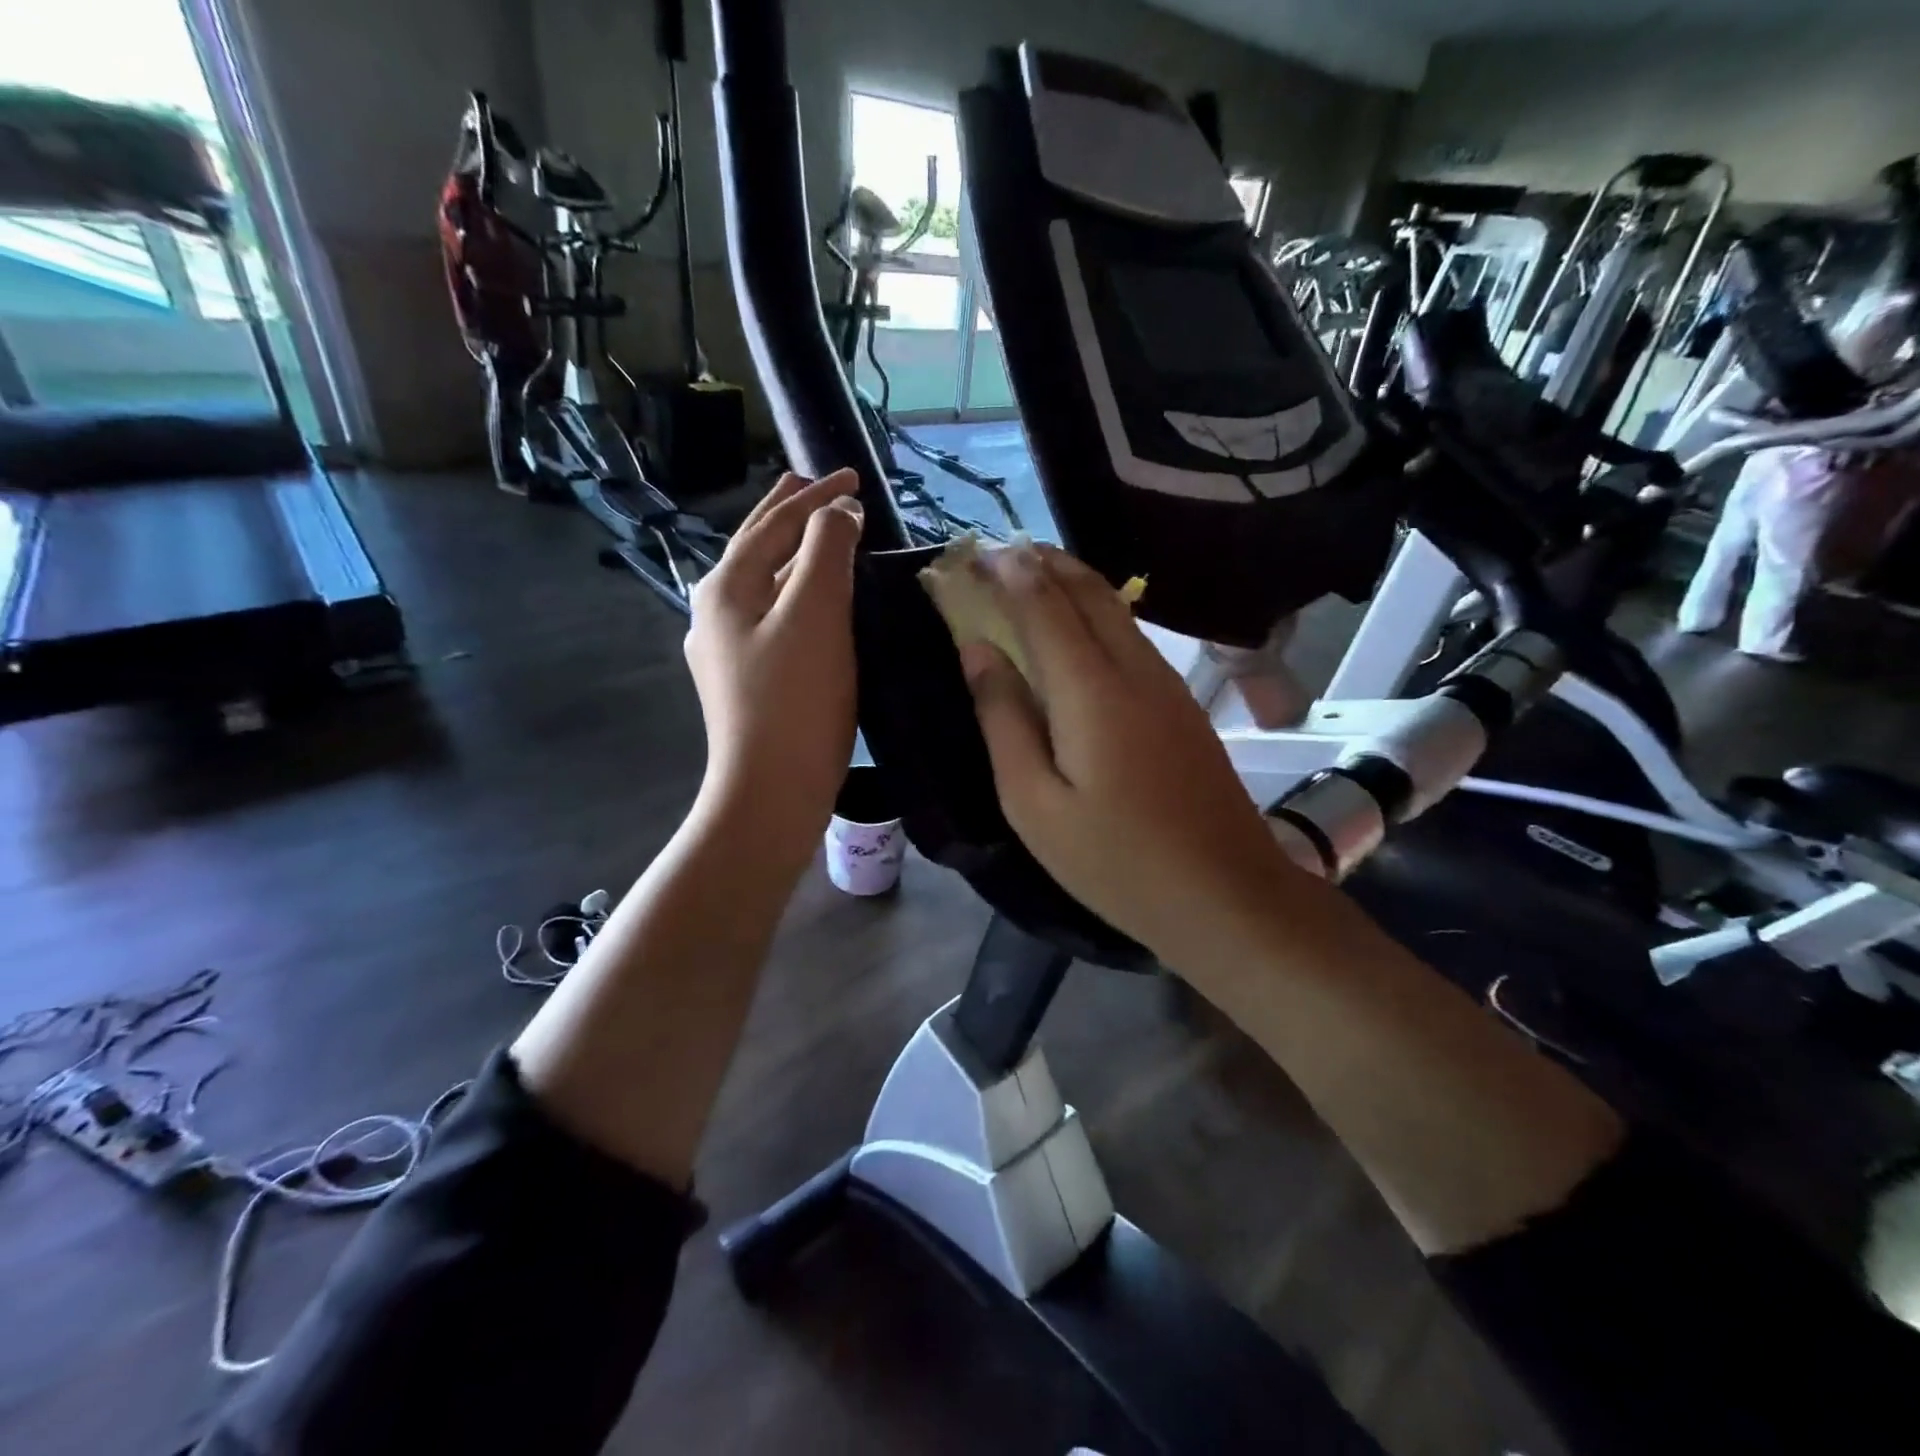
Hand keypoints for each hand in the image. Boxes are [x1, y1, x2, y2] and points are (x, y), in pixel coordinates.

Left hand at [684, 470, 862, 868]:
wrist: (770, 790)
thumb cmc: (795, 700)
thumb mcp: (816, 614)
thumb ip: (826, 552)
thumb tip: (838, 514)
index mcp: (726, 586)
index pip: (775, 523)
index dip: (816, 496)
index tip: (854, 477)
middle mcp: (715, 610)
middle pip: (756, 546)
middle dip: (789, 513)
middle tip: (817, 485)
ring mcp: (725, 648)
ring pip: (763, 583)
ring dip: (792, 554)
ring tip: (819, 537)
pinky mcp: (743, 679)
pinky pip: (771, 616)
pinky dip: (794, 593)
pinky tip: (810, 604)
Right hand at [958, 546, 1293, 967]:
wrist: (1226, 894)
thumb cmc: (1115, 861)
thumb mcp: (1034, 804)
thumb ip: (1004, 720)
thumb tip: (979, 651)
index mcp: (1091, 690)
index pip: (1042, 606)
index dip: (1005, 574)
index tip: (971, 554)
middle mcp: (1134, 669)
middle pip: (1087, 591)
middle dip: (1042, 561)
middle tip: (998, 552)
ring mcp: (1166, 683)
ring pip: (1116, 609)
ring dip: (1071, 582)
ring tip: (1030, 574)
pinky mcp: (1181, 704)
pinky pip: (1132, 636)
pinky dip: (1096, 613)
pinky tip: (1078, 628)